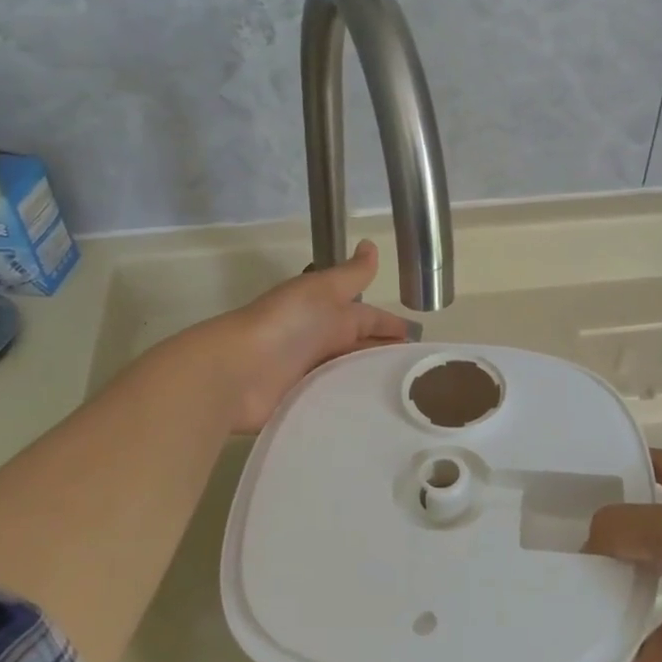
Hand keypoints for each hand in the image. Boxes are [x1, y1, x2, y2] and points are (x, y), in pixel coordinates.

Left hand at [215, 241, 411, 432]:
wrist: (238, 370)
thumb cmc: (286, 325)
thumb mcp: (322, 291)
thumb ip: (351, 275)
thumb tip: (371, 244)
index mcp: (329, 314)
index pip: (370, 319)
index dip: (393, 328)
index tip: (423, 344)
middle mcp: (322, 343)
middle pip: (362, 350)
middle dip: (388, 358)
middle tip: (423, 378)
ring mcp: (311, 375)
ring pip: (351, 377)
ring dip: (373, 384)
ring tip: (409, 402)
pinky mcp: (303, 404)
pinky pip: (335, 403)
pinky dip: (352, 407)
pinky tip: (377, 417)